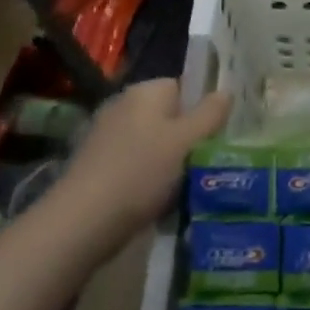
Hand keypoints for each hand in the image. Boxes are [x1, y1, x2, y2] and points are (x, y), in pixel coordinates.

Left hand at [41, 79, 230, 261]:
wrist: (83, 222)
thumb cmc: (141, 172)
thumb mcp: (186, 141)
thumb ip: (211, 114)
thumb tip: (226, 91)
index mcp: (145, 92)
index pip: (184, 87)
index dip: (204, 108)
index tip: (221, 133)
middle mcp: (124, 107)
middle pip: (171, 116)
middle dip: (191, 137)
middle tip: (212, 159)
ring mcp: (109, 137)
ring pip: (156, 143)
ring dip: (174, 161)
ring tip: (193, 183)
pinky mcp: (100, 167)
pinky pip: (139, 164)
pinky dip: (153, 178)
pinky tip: (164, 198)